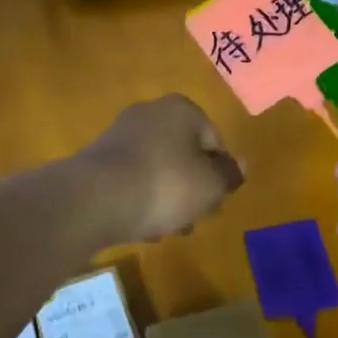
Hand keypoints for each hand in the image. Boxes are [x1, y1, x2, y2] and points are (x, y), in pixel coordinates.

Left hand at [83, 95, 244, 242]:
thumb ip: (229, 175)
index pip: (214, 140)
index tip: (217, 201)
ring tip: (169, 228)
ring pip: (157, 168)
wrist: (96, 199)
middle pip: (183, 154)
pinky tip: (142, 226)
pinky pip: (131, 180)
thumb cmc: (165, 185)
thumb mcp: (210, 185)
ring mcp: (119, 135)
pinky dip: (140, 199)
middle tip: (195, 217)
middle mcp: (149, 114)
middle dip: (192, 187)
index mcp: (181, 110)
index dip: (220, 173)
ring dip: (167, 197)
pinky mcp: (98, 160)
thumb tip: (241, 166)